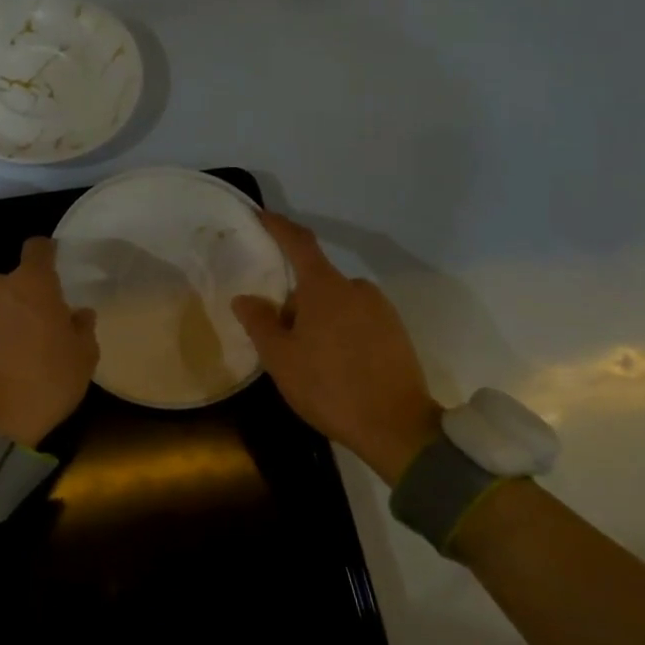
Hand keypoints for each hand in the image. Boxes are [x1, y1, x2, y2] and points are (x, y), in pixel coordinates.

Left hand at [0, 236, 98, 449]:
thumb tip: (79, 314)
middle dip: (30, 295)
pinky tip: (1, 360)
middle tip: (44, 323)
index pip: (39, 248)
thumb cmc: (45, 381)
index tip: (56, 263)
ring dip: (9, 315)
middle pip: (17, 280)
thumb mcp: (83, 358)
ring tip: (21, 346)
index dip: (48, 252)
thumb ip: (83, 328)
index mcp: (33, 283)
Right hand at [232, 213, 442, 483]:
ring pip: (338, 302)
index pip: (299, 243)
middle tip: (279, 334)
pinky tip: (336, 365)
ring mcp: (381, 310)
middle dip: (295, 299)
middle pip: (317, 281)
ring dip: (319, 318)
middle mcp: (356, 289)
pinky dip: (341, 331)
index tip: (261, 216)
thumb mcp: (280, 358)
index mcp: (325, 288)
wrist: (397, 429)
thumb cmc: (329, 386)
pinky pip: (358, 319)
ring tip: (308, 357)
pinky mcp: (396, 333)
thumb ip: (260, 322)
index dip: (278, 227)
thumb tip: (246, 298)